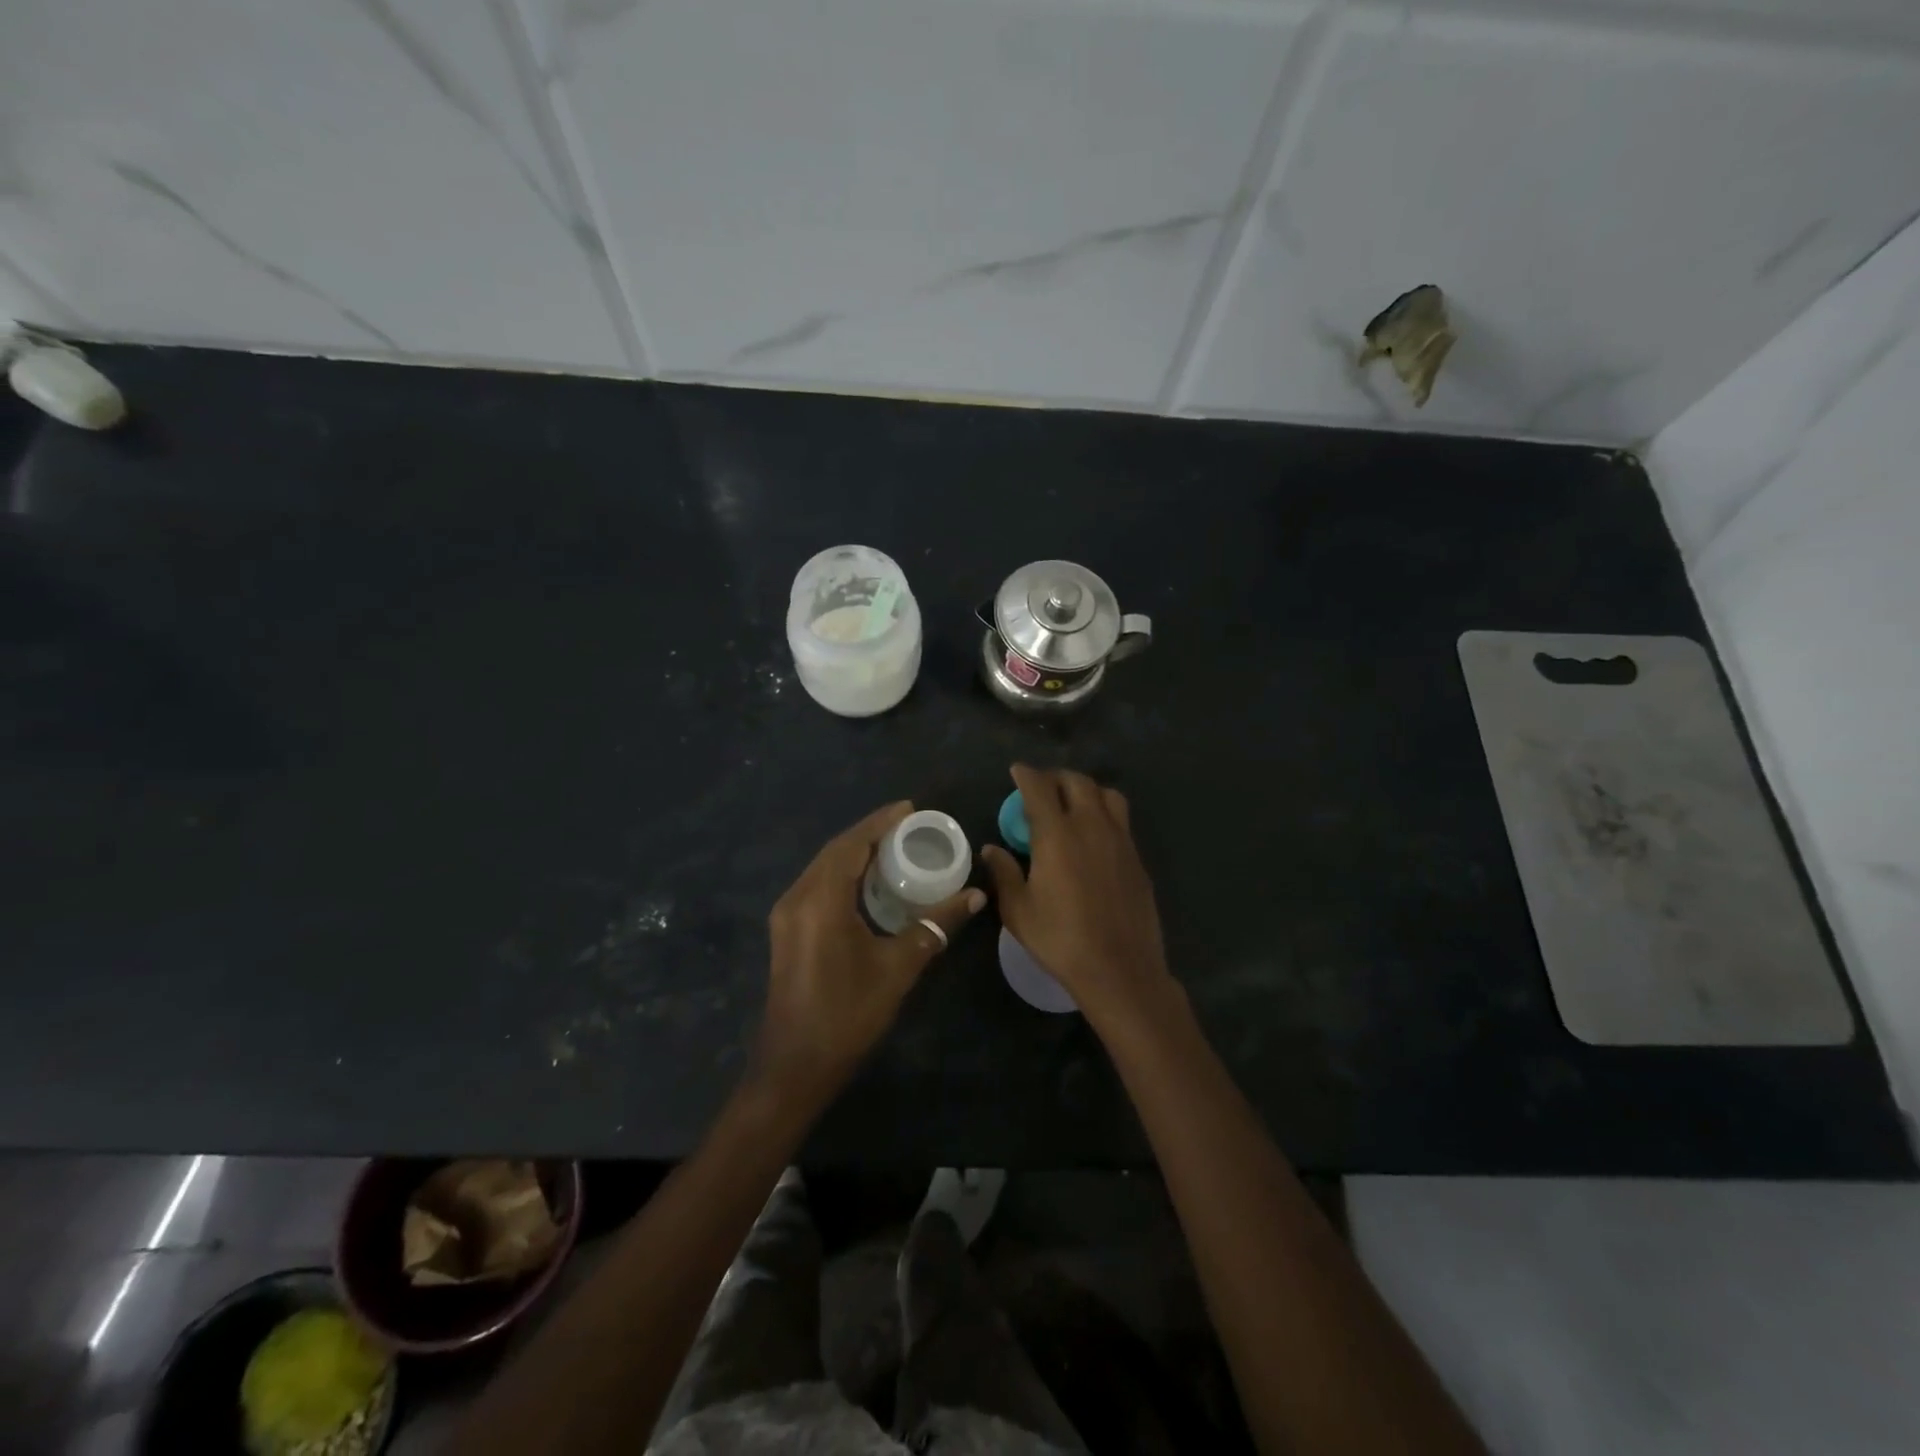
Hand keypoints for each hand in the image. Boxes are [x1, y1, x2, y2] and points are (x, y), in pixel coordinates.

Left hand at [758, 801, 984, 1103]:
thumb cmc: (848, 1014)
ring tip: (893, 847)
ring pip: (823, 868)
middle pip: (834, 851)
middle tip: (907, 827)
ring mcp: (787, 915)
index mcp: (820, 901)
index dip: (879, 823)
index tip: (909, 809)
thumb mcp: (898, 967)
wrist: (795, 1067)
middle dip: (869, 834)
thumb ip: (936, 926)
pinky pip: (817, 886)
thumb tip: (975, 895)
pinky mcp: (787, 931)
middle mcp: (797, 898)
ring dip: (854, 853)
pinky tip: (867, 881)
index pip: (850, 845)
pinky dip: (843, 873)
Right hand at [981, 765, 1175, 1030]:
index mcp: (1057, 834)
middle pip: (1077, 782)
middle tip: (1042, 788)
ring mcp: (1120, 840)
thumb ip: (1004, 873)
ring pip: (1107, 795)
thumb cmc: (1061, 939)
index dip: (1026, 775)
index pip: (1040, 788)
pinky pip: (1121, 820)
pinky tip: (1094, 836)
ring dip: (1086, 789)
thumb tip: (991, 849)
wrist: (1120, 969)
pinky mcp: (1137, 858)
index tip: (1017, 771)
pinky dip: (1104, 813)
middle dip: (1057, 777)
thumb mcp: (1019, 911)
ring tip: (1073, 803)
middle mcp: (1091, 826)